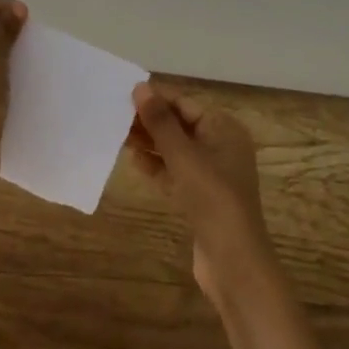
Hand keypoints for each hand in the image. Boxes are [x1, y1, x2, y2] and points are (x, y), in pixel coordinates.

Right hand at [127, 84, 272, 303]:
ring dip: (150, 143)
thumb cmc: (212, 198)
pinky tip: (133, 161)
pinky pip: (175, 172)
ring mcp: (212, 174)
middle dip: (150, 120)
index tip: (123, 93)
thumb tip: (140, 87)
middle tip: (115, 115)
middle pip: (180, 125)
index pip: (185, 104)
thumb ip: (160, 122)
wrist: (233, 261)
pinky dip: (156, 166)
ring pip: (175, 150)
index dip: (156, 98)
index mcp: (224, 129)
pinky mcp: (201, 197)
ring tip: (118, 135)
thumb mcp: (183, 156)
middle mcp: (221, 146)